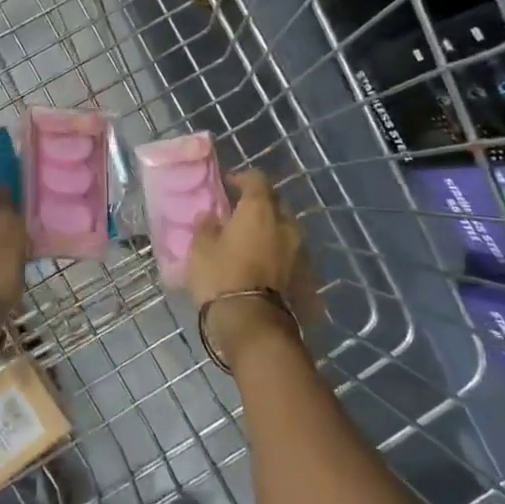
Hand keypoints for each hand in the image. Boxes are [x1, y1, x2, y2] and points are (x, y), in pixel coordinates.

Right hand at [188, 170, 319, 365]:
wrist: (253, 324)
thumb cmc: (221, 277)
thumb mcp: (200, 249)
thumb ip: (206, 226)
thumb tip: (210, 216)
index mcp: (260, 210)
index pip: (256, 179)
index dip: (241, 179)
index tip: (227, 186)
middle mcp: (285, 224)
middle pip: (274, 204)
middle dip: (258, 206)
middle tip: (238, 216)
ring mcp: (299, 251)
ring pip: (284, 231)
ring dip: (269, 232)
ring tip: (250, 243)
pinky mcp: (304, 276)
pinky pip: (288, 255)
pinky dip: (276, 255)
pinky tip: (261, 266)